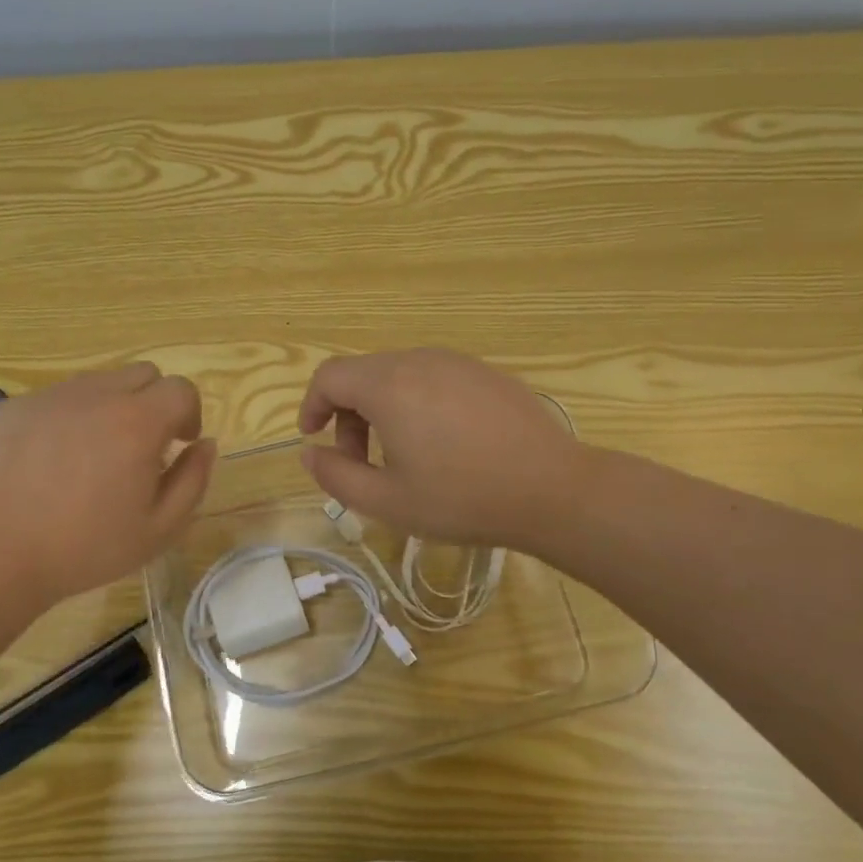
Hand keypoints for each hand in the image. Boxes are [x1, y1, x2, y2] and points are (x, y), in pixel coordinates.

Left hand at [0, 364, 215, 604]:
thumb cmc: (85, 549)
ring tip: (92, 456)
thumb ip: (193, 480)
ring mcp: (49, 398)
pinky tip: (50, 463)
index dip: (188, 413)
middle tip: (140, 447)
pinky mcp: (12, 408)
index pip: (180, 389)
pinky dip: (67, 419)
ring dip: (110, 408)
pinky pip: (55, 399)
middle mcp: (95, 396)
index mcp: (137, 423)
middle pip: (142, 374)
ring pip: (97, 383)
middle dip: (153, 403)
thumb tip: (204, 444)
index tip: (178, 444)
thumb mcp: (160, 529)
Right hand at [297, 349, 581, 553]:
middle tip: (360, 462)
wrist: (552, 489)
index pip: (329, 376)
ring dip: (381, 408)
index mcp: (388, 385)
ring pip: (397, 374)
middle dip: (348, 415)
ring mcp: (456, 362)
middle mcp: (418, 360)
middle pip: (362, 374)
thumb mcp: (386, 501)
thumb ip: (335, 475)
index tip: (314, 438)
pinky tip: (442, 443)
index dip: (311, 405)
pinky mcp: (484, 373)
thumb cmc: (462, 498)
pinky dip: (415, 402)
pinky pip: (432, 377)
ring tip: (401, 455)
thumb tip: (310, 453)